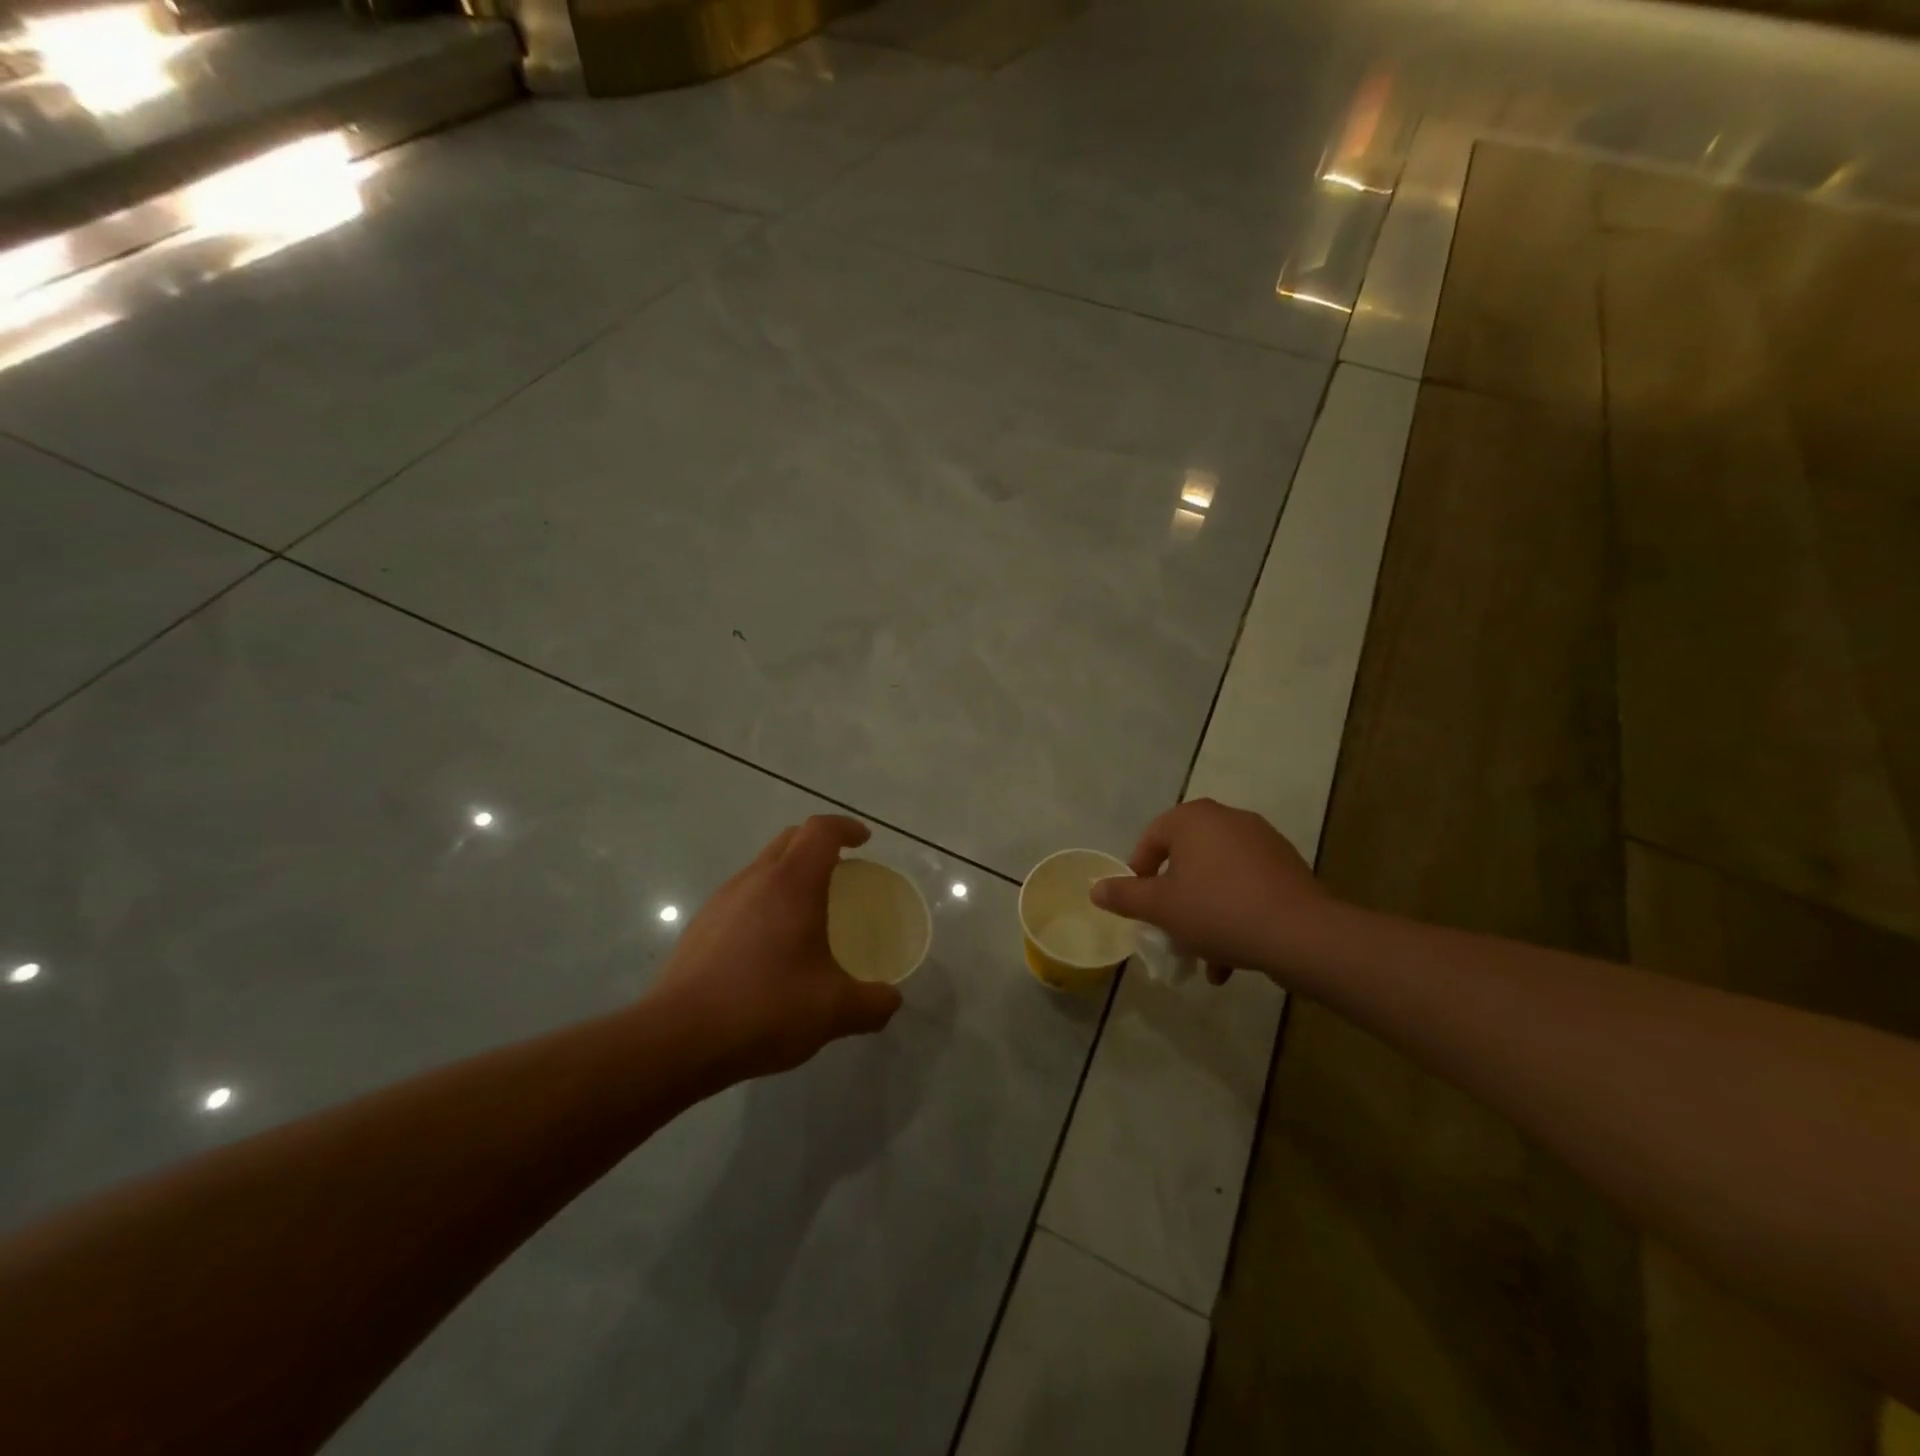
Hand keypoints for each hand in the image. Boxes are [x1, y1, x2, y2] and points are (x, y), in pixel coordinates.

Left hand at [645, 815, 902, 1084]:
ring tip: (808, 912)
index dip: (846, 828)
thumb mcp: (834, 1011)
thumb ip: (873, 1003)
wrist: (678, 1039)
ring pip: (763, 866)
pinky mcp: (701, 925)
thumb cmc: (765, 1009)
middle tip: (842, 872)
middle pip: (791, 839)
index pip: (821, 830)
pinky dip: (765, 901)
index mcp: (793, 883)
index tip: (864, 842)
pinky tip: (770, 947)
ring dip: (790, 873)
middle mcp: (756, 879)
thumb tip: (892, 1000)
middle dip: (819, 844)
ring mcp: (723, 900)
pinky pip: (743, 895)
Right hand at [1091, 799, 1331, 983]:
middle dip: (1175, 899)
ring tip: (1203, 954)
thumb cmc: (1217, 910)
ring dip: (1204, 914)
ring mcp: (1262, 841)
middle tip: (1169, 929)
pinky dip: (1234, 914)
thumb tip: (1096, 888)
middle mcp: (1227, 819)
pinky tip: (1232, 957)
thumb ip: (1124, 895)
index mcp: (1193, 818)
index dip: (1139, 874)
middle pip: (1186, 859)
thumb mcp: (1159, 907)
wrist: (1299, 934)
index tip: (1140, 907)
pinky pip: (1247, 887)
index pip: (1151, 839)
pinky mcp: (1287, 867)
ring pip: (1217, 878)